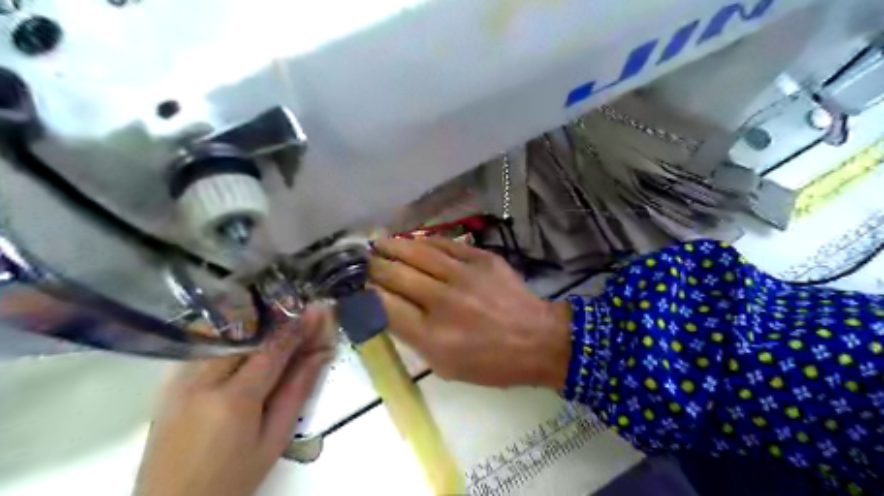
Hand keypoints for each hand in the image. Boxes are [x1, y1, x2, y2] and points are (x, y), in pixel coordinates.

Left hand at [134, 306, 334, 494]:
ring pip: (221, 337)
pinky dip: (228, 337)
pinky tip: (245, 337)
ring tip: (277, 319)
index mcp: (234, 399)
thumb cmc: (232, 480)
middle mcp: (202, 382)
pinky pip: (202, 349)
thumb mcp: (274, 440)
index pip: (272, 350)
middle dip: (276, 321)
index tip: (317, 310)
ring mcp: (179, 382)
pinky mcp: (167, 387)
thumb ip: (296, 392)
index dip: (297, 327)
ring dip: (252, 325)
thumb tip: (319, 354)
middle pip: (245, 336)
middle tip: (299, 312)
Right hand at [368, 239, 570, 389]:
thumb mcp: (446, 367)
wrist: (539, 339)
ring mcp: (464, 276)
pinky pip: (445, 244)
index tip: (353, 286)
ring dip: (392, 245)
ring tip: (377, 241)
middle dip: (372, 266)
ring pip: (417, 252)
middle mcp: (443, 302)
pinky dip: (424, 241)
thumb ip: (414, 338)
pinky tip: (413, 240)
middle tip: (360, 260)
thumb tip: (388, 309)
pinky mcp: (482, 259)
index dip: (364, 293)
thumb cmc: (492, 363)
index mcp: (432, 336)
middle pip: (396, 275)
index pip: (384, 306)